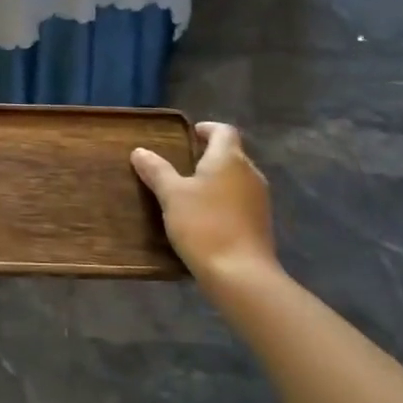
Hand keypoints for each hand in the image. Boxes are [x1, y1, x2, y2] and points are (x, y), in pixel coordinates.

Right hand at [131, 122, 279, 286]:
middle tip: (183, 164)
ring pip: (237, 178)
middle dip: (210, 155)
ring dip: (217, 179)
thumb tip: (140, 151)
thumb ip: (156, 170)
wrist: (241, 274)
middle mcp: (250, 172)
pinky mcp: (261, 222)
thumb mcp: (172, 196)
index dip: (207, 129)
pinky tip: (207, 216)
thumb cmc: (204, 225)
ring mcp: (259, 198)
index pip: (223, 131)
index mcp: (229, 158)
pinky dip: (225, 199)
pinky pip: (241, 199)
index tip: (190, 135)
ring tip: (192, 191)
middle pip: (232, 153)